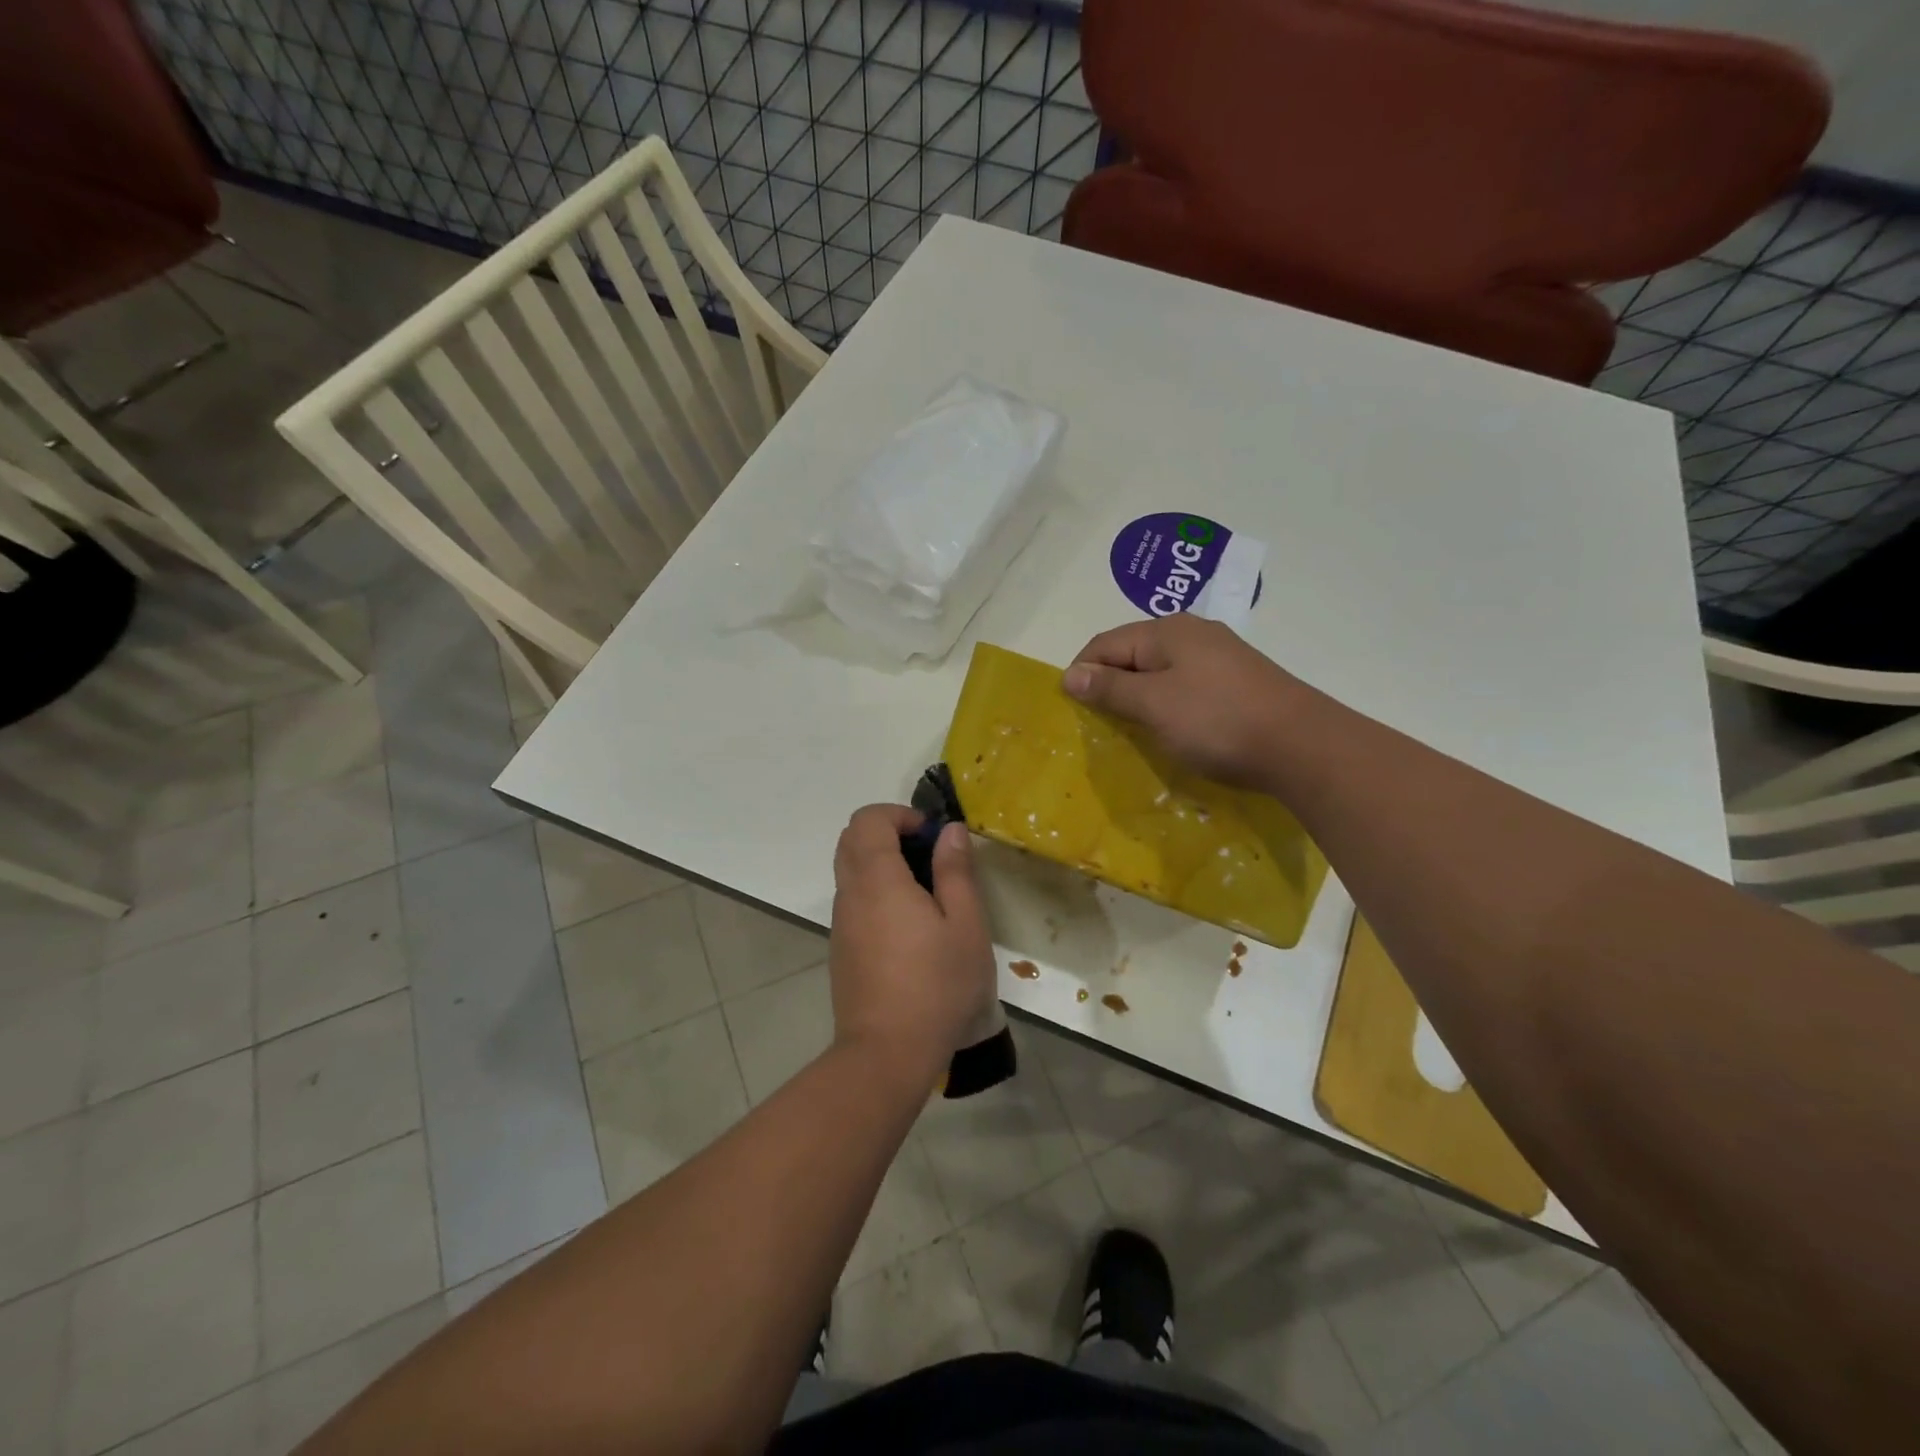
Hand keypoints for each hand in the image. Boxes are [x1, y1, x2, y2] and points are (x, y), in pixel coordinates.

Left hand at [829, 805, 996, 1092]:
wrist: (887, 1054)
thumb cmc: (937, 986)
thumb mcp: (965, 925)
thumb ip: (955, 871)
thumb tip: (949, 831)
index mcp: (877, 880)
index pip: (867, 820)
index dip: (899, 815)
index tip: (931, 836)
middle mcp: (850, 894)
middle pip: (851, 839)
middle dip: (888, 833)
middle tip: (928, 856)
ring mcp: (841, 923)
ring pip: (849, 870)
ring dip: (881, 863)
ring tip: (925, 893)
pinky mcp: (841, 949)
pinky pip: (853, 900)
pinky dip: (875, 891)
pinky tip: (909, 927)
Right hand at [1062, 615, 1304, 788]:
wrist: (1302, 746)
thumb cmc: (1217, 721)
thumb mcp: (1153, 705)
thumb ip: (1110, 688)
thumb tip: (1070, 673)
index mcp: (1166, 631)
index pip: (1104, 643)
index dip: (1081, 672)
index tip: (1071, 709)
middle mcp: (1192, 633)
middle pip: (1132, 654)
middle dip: (1109, 685)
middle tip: (1099, 724)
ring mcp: (1219, 656)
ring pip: (1160, 672)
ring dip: (1139, 697)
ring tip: (1131, 729)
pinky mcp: (1237, 681)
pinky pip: (1185, 686)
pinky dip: (1168, 704)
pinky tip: (1172, 727)